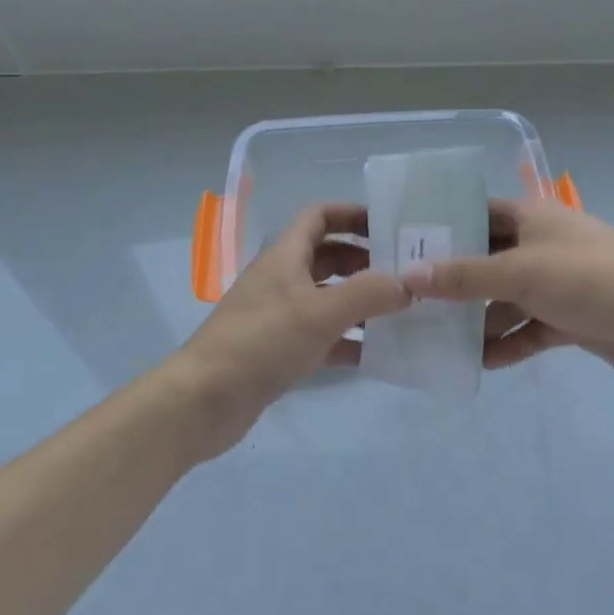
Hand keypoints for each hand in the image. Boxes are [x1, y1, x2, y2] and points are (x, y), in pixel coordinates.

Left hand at [175, 203, 409, 459]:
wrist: (205, 399)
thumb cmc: (262, 342)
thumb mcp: (320, 313)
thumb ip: (368, 294)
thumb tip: (408, 283)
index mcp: (285, 257)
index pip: (319, 217)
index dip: (352, 214)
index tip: (389, 225)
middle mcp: (282, 280)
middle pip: (328, 257)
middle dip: (365, 260)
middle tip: (405, 274)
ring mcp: (279, 316)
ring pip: (327, 298)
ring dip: (360, 301)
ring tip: (401, 312)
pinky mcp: (279, 350)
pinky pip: (322, 336)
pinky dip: (348, 340)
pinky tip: (378, 353)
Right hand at [403, 199, 613, 389]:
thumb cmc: (590, 281)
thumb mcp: (521, 273)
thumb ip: (464, 276)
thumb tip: (407, 276)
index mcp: (534, 217)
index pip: (479, 213)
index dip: (444, 227)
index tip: (405, 246)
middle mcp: (543, 245)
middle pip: (488, 260)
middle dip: (455, 282)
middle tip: (412, 301)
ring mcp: (558, 284)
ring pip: (507, 299)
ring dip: (479, 320)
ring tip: (438, 340)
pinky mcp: (570, 318)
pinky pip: (529, 329)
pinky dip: (508, 343)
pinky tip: (481, 363)